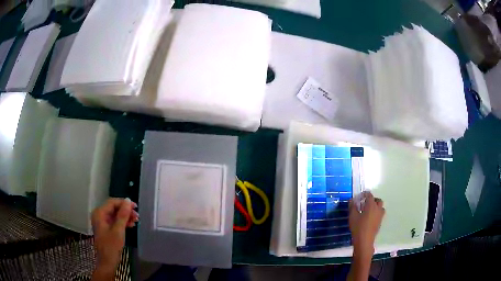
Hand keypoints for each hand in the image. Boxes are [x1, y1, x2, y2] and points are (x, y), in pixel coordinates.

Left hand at [91, 198, 138, 274]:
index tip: (136, 206)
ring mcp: (102, 222)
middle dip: (125, 211)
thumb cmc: (111, 246)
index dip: (124, 203)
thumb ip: (123, 215)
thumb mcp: (118, 230)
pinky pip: (115, 221)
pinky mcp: (106, 228)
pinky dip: (123, 222)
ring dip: (125, 216)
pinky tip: (131, 225)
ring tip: (136, 221)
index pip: (112, 202)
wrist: (107, 262)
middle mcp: (99, 215)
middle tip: (137, 215)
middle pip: (114, 208)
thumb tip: (128, 200)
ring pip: (115, 214)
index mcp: (99, 213)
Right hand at [349, 192, 384, 257]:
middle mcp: (378, 208)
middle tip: (365, 203)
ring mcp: (380, 216)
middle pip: (378, 200)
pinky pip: (380, 214)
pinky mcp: (380, 222)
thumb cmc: (358, 227)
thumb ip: (352, 207)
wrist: (364, 240)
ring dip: (376, 206)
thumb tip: (351, 200)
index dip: (365, 194)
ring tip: (368, 210)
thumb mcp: (352, 216)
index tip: (360, 196)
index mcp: (371, 205)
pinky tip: (369, 218)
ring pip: (380, 207)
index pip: (370, 195)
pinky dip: (376, 213)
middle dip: (372, 199)